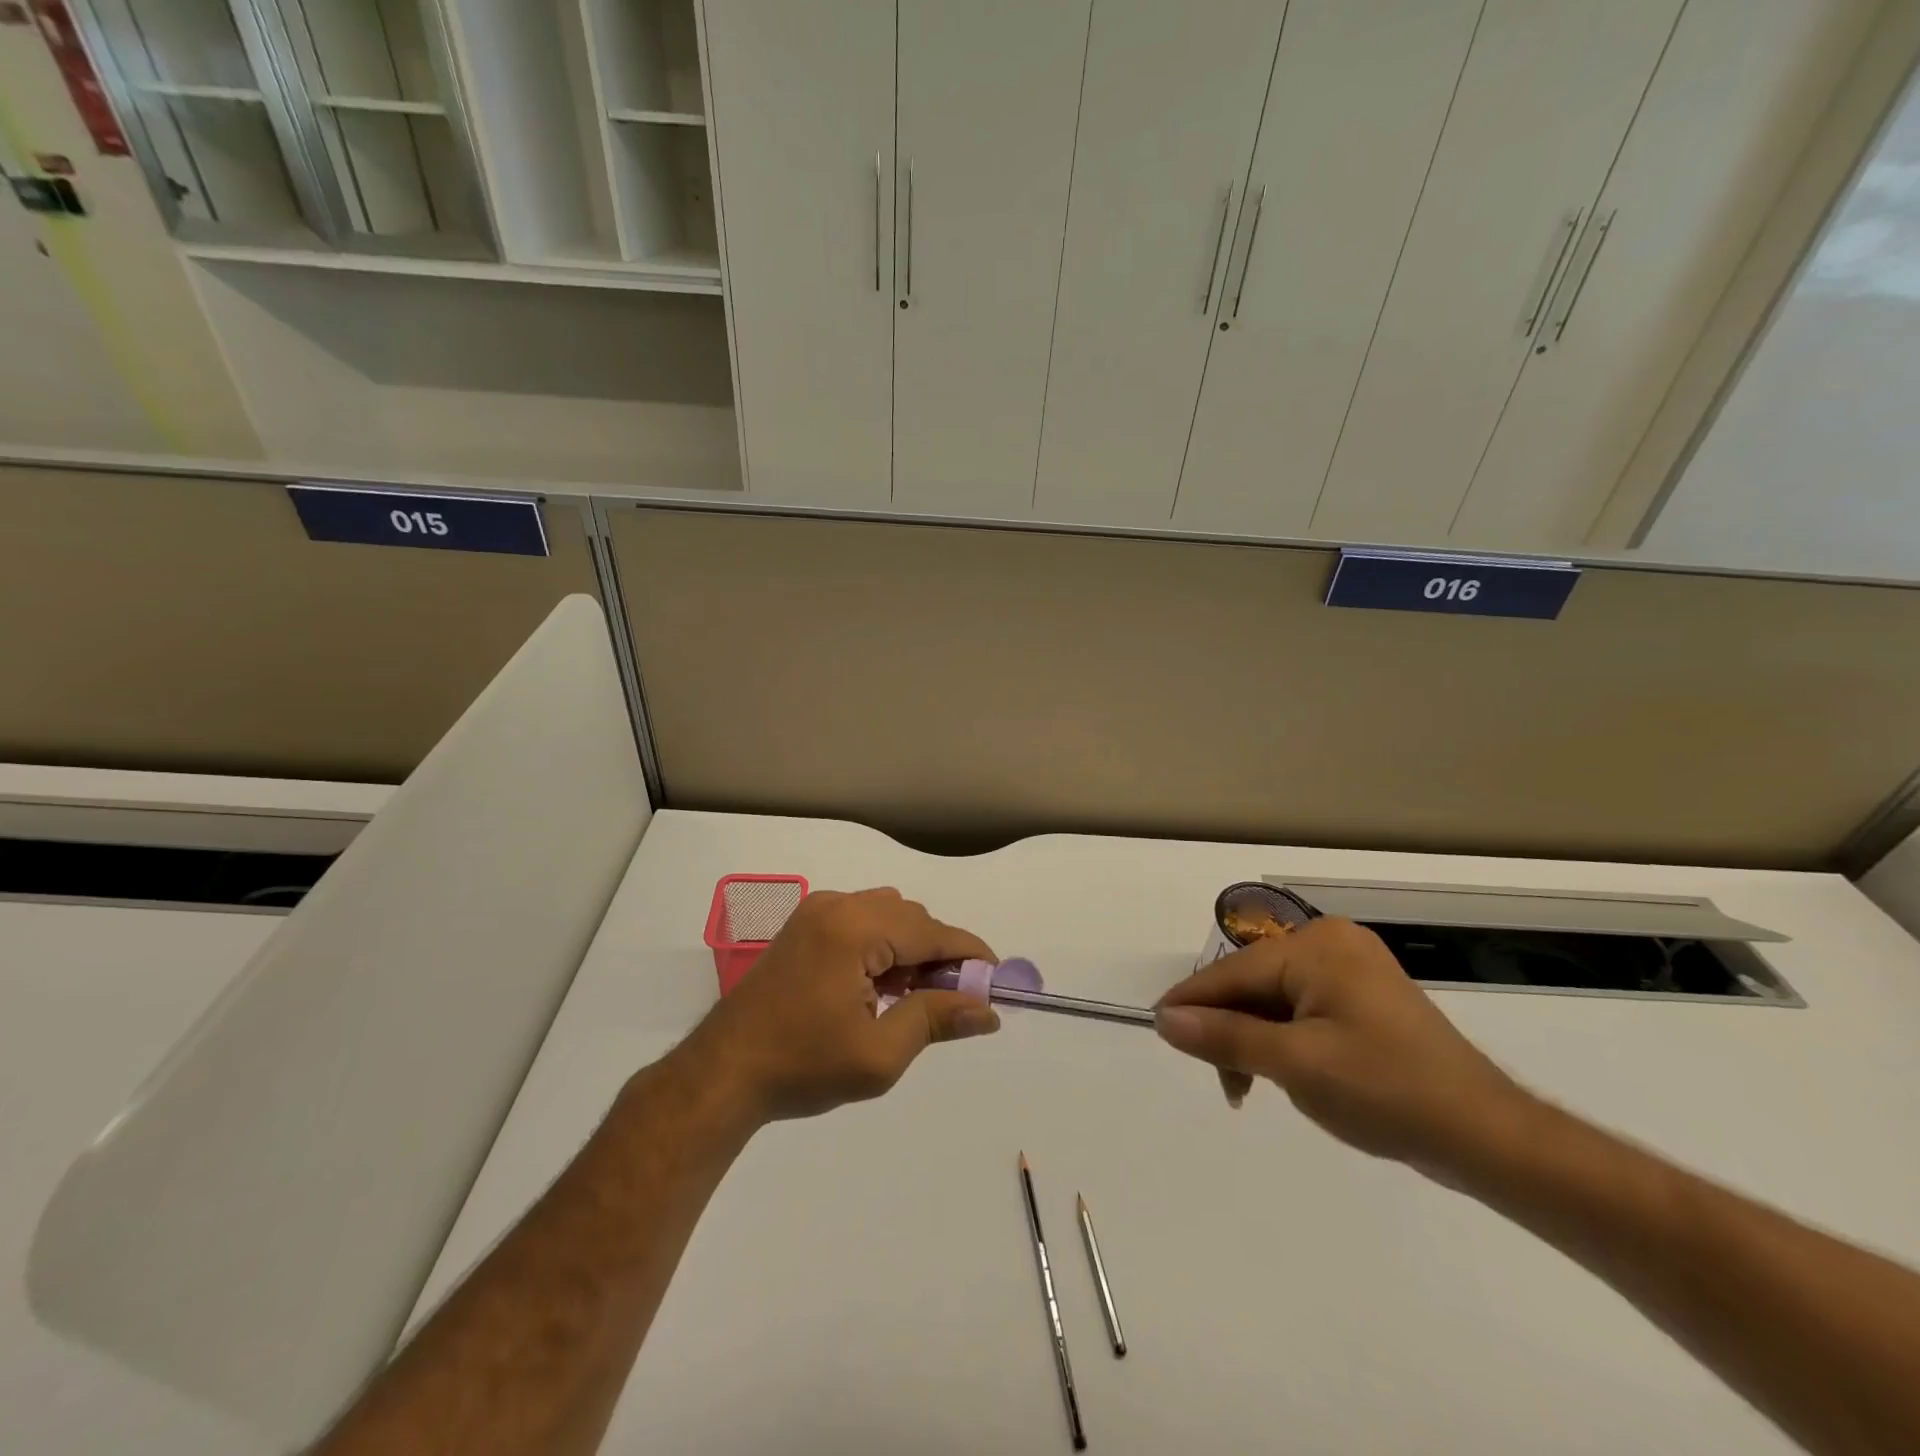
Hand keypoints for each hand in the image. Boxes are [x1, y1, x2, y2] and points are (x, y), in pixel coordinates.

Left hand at [680, 888, 999, 1124]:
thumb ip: (936, 1020)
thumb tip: (988, 1010)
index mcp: (855, 929)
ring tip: (913, 996)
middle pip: (911, 917)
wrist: (724, 1073)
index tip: (996, 980)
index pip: (932, 931)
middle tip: (952, 1000)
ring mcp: (816, 911)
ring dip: (911, 947)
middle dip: (939, 953)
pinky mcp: (804, 925)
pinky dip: (883, 944)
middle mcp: (837, 905)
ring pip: (888, 914)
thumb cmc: (802, 1066)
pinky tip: (879, 985)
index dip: (970, 954)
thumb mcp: (879, 1054)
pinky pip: (861, 920)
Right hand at [1154, 918, 1527, 1168]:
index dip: (1191, 1002)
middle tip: (1224, 1083)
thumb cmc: (1387, 1092)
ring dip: (1254, 1038)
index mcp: (1315, 946)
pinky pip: (1302, 1008)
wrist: (1487, 1137)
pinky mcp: (1364, 998)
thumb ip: (1225, 1037)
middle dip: (1229, 1028)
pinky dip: (1282, 1038)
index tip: (1158, 1029)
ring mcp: (1351, 969)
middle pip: (1252, 982)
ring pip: (1274, 998)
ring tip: (1251, 1088)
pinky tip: (1282, 1071)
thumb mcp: (1296, 1065)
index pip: (1233, 972)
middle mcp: (1331, 943)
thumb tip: (1165, 1019)